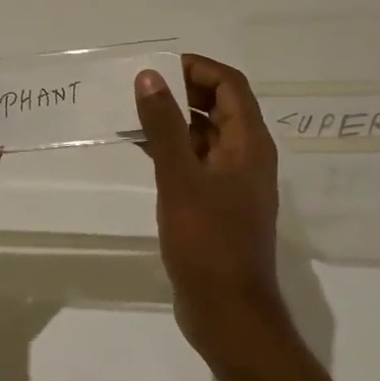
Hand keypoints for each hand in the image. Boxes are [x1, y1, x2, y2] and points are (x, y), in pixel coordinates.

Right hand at [134, 55, 292, 362]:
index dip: (197, 68)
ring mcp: (231, 183)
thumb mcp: (181, 179)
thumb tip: (149, 76)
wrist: (228, 313)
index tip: (157, 67)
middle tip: (138, 87)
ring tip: (131, 113)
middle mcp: (245, 157)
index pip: (230, 85)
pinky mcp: (215, 205)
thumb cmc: (208, 243)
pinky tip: (139, 149)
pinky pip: (194, 162)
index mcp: (249, 144)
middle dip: (181, 91)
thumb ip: (164, 126)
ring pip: (203, 135)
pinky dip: (170, 149)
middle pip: (218, 106)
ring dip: (172, 121)